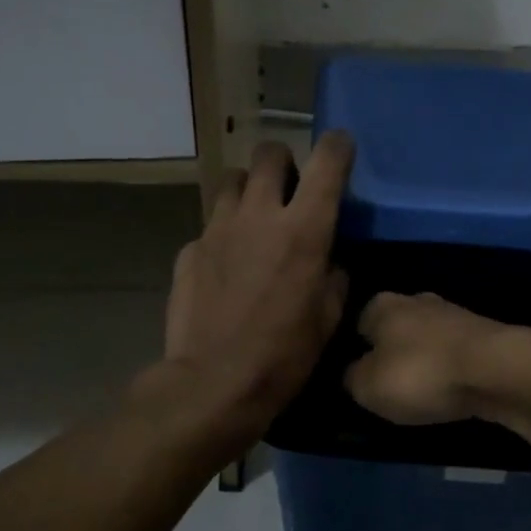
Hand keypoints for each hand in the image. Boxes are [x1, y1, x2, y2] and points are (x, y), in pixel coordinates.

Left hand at [162, 135, 353, 437]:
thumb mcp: (327, 319)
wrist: (213, 384)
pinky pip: (210, 226)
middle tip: (289, 187)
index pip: (326, 162)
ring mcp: (217, 229)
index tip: (340, 148)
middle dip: (284, 161)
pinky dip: (224, 235)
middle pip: (269, 154)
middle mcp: (259, 215)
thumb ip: (334, 278)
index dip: (337, 147)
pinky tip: (226, 265)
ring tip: (254, 218)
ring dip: (249, 190)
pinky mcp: (190, 250)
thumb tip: (330, 262)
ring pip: (232, 181)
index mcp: (303, 230)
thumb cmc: (283, 356)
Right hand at [345, 292, 530, 424]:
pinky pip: (454, 354)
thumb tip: (353, 374)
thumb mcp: (367, 387)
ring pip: (427, 339)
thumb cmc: (420, 374)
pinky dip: (450, 370)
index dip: (355, 350)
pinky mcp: (484, 334)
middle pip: (395, 328)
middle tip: (389, 385)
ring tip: (422, 392)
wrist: (497, 371)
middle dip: (392, 352)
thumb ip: (351, 378)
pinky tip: (451, 389)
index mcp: (381, 305)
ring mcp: (454, 314)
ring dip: (424, 361)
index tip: (358, 376)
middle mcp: (416, 300)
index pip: (357, 324)